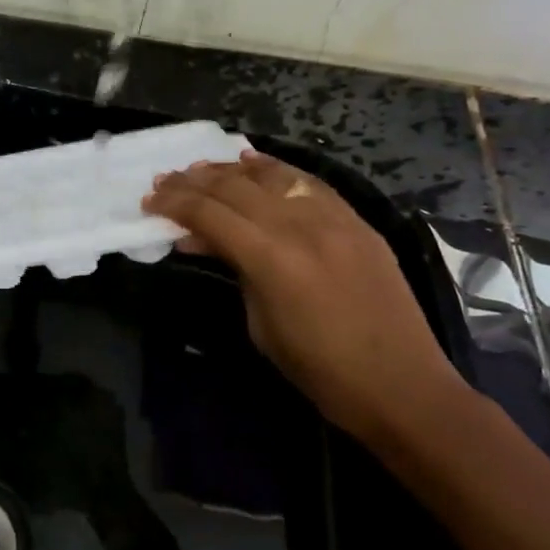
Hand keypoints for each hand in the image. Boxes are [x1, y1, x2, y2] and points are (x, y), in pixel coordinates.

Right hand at [143, 151, 464, 442]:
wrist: (401, 386)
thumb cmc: (320, 371)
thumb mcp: (260, 325)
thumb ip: (234, 271)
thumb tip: (204, 241)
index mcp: (271, 258)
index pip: (209, 214)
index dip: (174, 204)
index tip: (148, 202)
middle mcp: (300, 225)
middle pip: (235, 188)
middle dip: (193, 182)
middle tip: (163, 182)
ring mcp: (334, 218)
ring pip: (271, 176)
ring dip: (230, 169)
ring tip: (199, 168)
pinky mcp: (356, 221)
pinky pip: (308, 182)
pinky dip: (275, 170)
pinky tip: (253, 163)